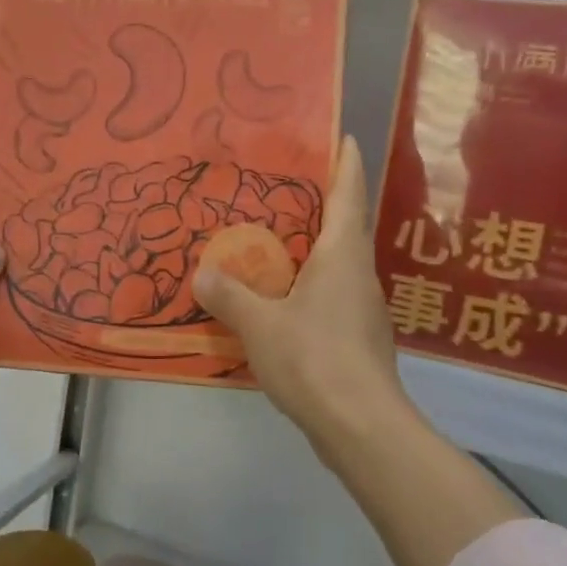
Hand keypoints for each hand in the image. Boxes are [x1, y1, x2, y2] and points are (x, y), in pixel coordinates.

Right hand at [193, 137, 417, 474]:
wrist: (361, 427)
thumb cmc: (314, 358)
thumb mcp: (259, 324)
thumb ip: (229, 296)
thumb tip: (202, 274)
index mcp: (342, 257)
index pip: (348, 196)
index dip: (346, 164)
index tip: (344, 137)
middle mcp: (359, 275)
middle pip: (343, 229)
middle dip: (320, 207)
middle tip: (281, 192)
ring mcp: (364, 311)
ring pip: (337, 267)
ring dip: (311, 252)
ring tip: (272, 246)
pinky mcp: (359, 341)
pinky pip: (330, 299)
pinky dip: (307, 289)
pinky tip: (280, 303)